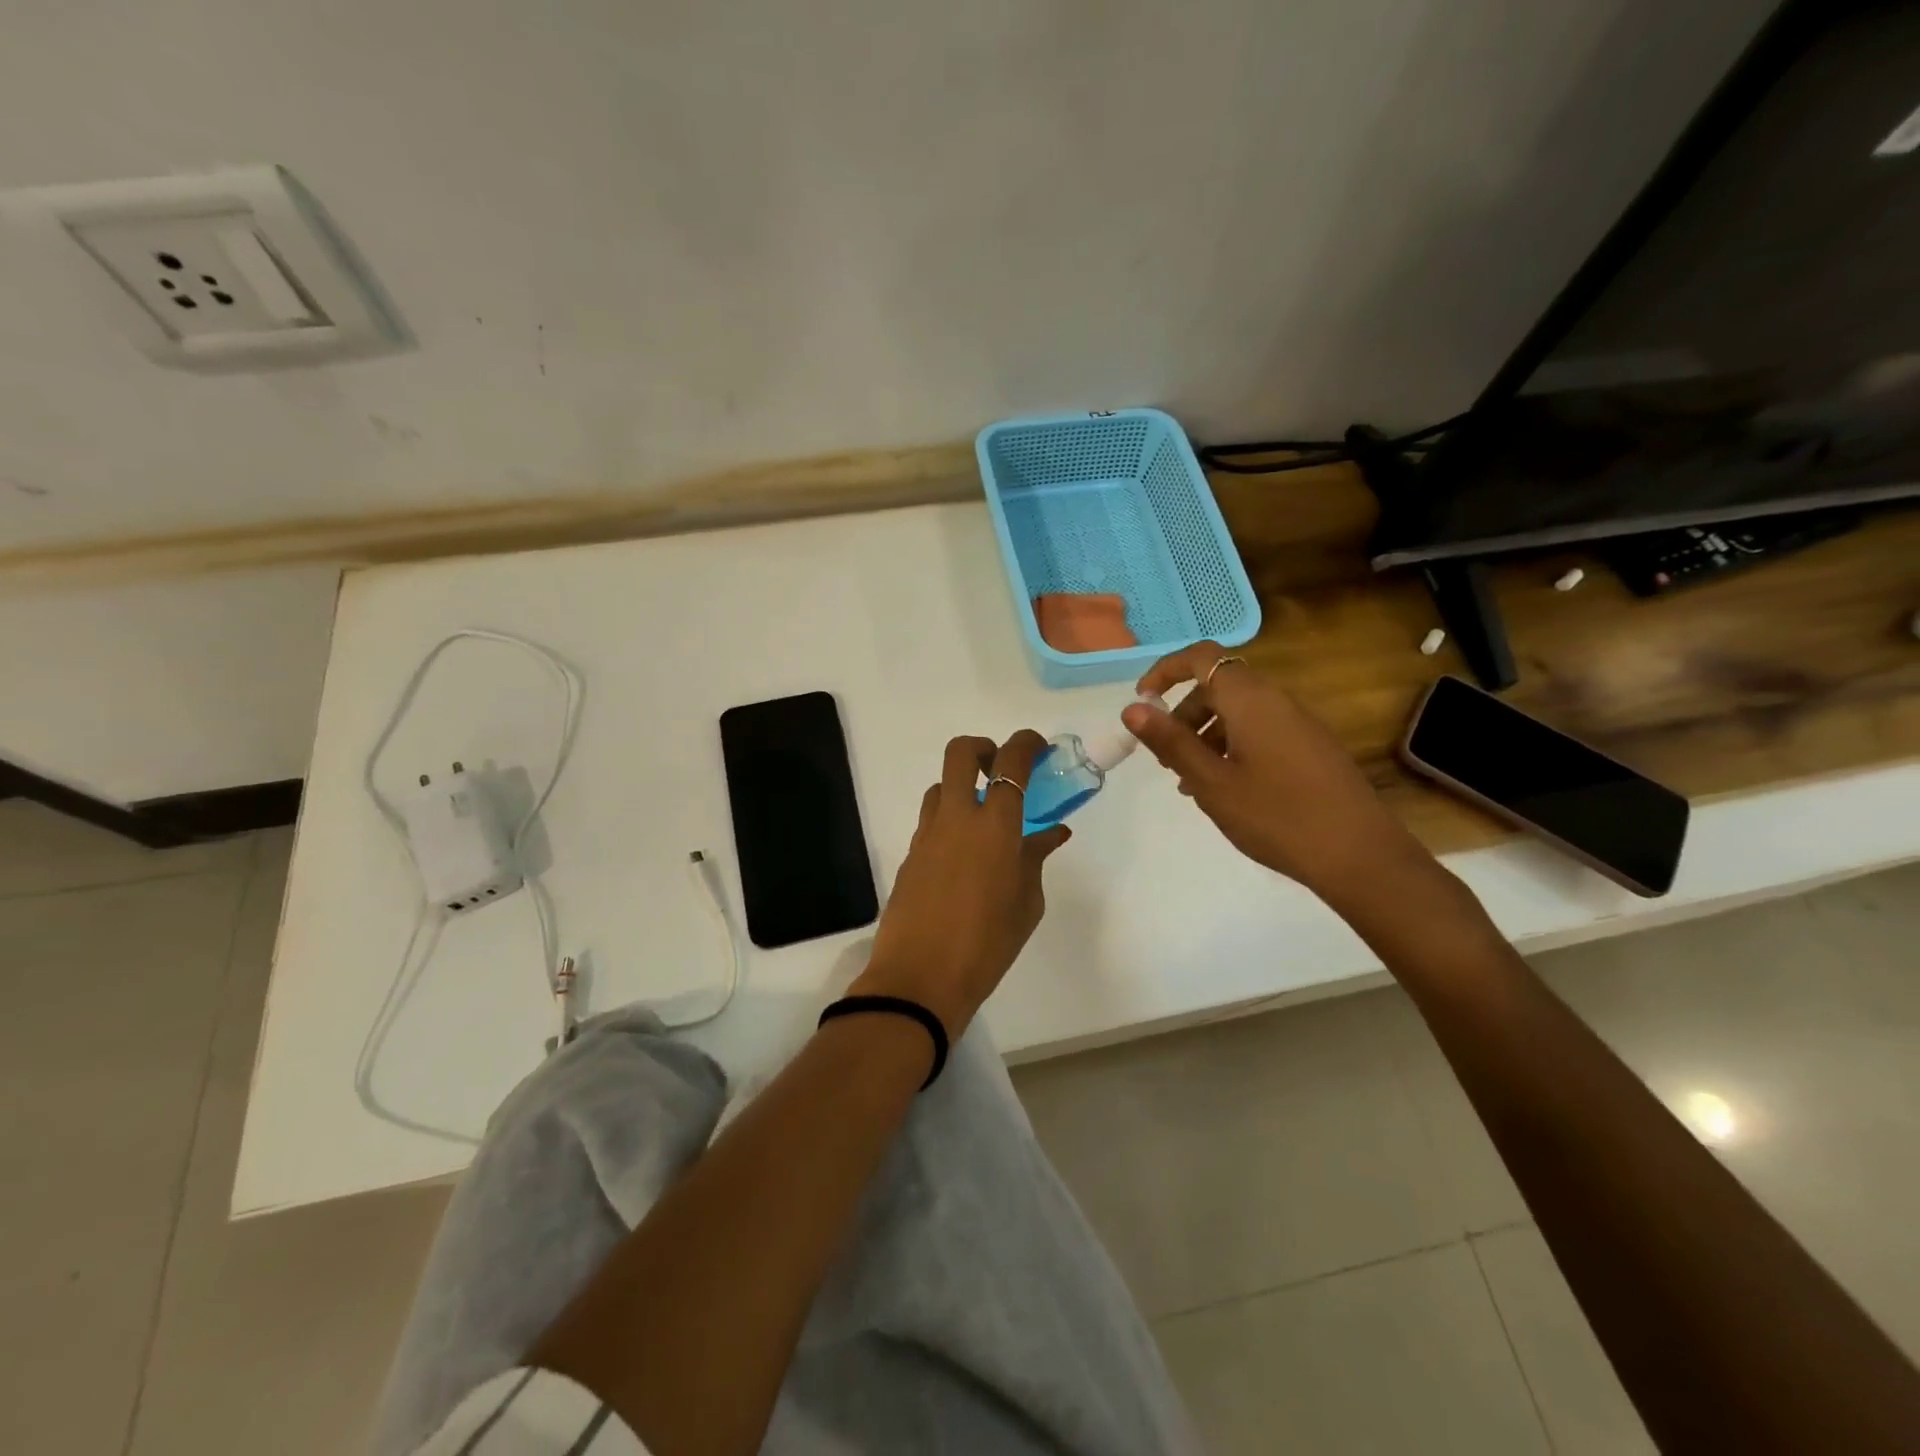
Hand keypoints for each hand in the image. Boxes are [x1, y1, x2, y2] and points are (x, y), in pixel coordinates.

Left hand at [851, 731, 1069, 1037]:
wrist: (920, 978)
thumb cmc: (988, 943)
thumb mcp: (1026, 903)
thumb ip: (1036, 859)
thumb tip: (1050, 834)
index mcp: (994, 825)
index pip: (1010, 762)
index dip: (1026, 743)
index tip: (1038, 746)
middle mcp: (956, 817)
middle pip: (960, 753)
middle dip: (983, 748)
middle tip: (1000, 771)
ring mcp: (926, 834)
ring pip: (939, 786)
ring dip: (961, 789)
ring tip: (982, 821)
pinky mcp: (909, 855)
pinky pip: (930, 821)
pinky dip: (949, 822)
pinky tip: (964, 858)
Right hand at [1120, 642, 1427, 898]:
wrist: (1360, 856)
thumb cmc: (1276, 816)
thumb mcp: (1211, 781)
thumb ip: (1171, 742)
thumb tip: (1133, 708)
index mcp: (1251, 699)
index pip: (1201, 657)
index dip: (1165, 670)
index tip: (1142, 703)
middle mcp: (1277, 701)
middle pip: (1218, 686)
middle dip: (1182, 713)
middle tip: (1164, 757)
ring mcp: (1299, 724)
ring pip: (1239, 713)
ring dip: (1205, 735)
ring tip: (1190, 782)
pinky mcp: (1311, 748)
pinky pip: (1260, 732)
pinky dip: (1232, 748)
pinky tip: (1226, 790)